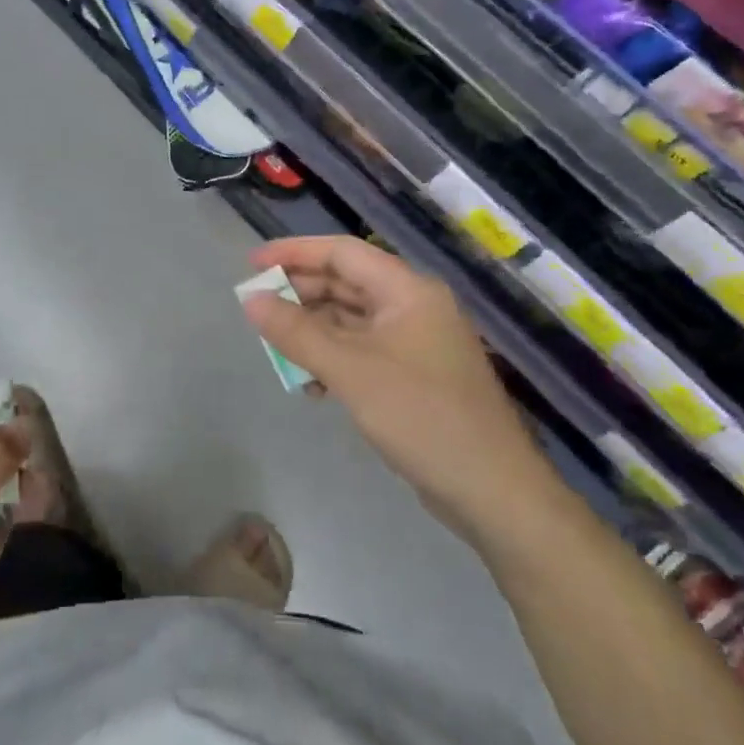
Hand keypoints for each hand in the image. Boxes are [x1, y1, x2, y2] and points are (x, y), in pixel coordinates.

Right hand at [241, 237, 555, 536]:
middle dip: (300, 294)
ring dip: (313, 331)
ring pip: (352, 320)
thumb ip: (296, 332)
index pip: (342, 252)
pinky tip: (311, 385)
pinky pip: (363, 350)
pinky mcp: (414, 374)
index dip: (294, 253)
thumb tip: (251, 299)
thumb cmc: (421, 417)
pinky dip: (333, 359)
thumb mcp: (350, 371)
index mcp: (407, 290)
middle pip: (346, 283)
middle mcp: (413, 306)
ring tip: (276, 349)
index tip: (253, 264)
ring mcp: (416, 342)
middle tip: (257, 308)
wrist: (493, 492)